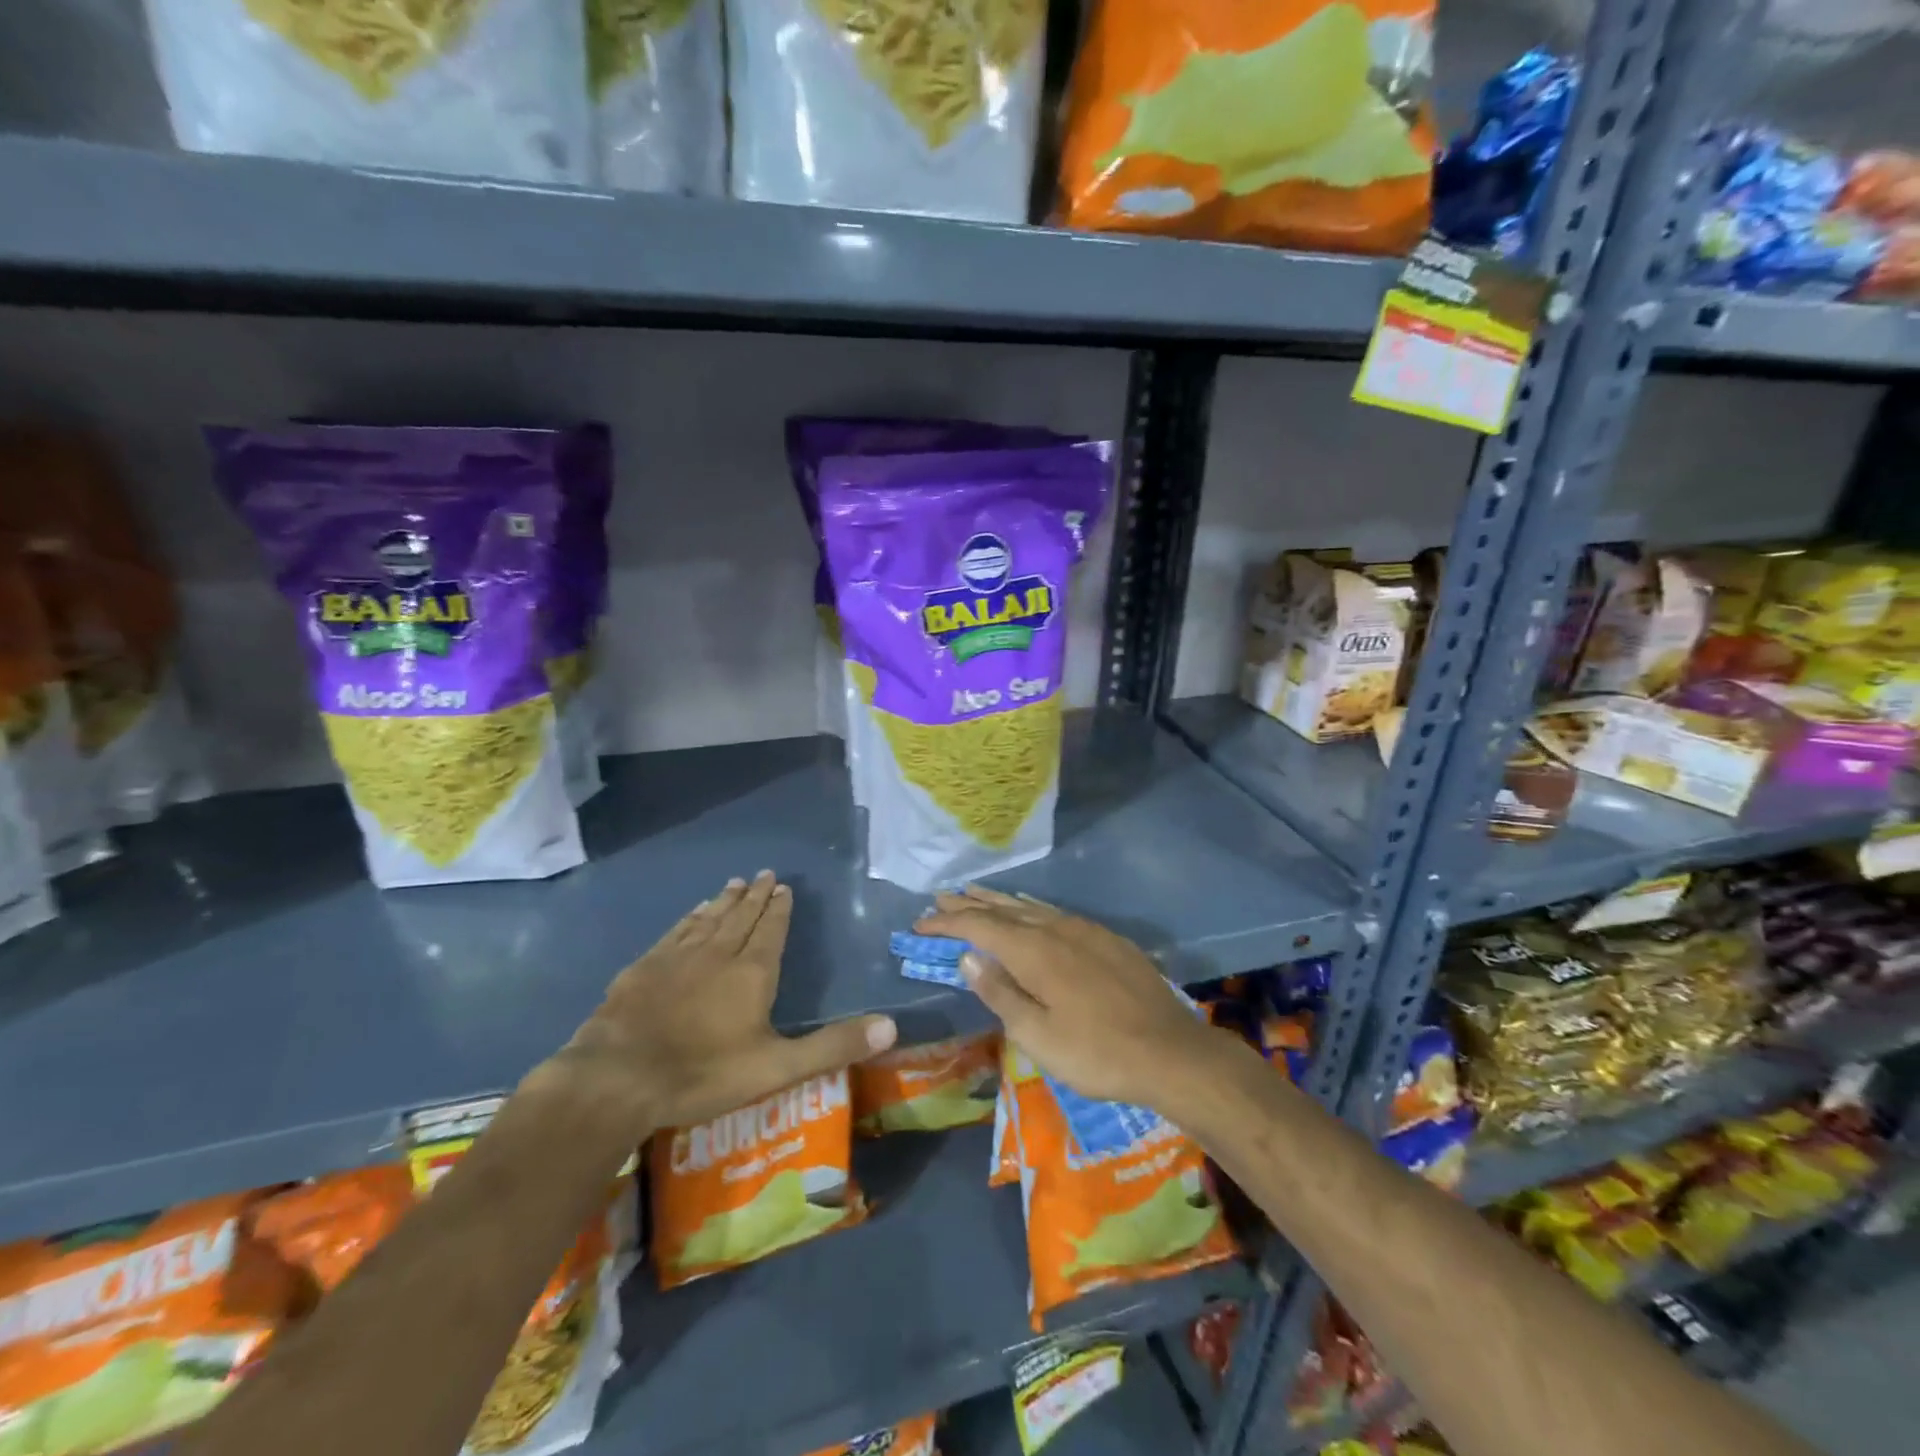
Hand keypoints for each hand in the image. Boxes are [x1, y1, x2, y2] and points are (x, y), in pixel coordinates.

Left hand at [533, 872, 896, 1136]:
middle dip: (757, 896)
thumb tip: (892, 1026)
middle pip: (741, 917)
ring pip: (708, 919)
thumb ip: (833, 1046)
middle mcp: (718, 953)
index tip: (784, 887)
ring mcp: (677, 957)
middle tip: (765, 874)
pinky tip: (692, 913)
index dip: (780, 909)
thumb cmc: (703, 1073)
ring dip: (725, 900)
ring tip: (736, 882)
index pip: (771, 930)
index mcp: (752, 972)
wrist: (617, 1077)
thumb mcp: (777, 1067)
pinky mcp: (645, 968)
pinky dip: (689, 919)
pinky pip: (676, 932)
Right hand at [915, 885, 1222, 1111]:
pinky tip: (1029, 907)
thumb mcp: (1038, 1036)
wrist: (1171, 1051)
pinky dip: (1031, 907)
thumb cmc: (1097, 1052)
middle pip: (1003, 910)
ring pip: (1030, 907)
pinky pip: (1056, 912)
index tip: (920, 924)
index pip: (979, 927)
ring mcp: (1084, 930)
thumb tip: (967, 956)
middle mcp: (1055, 929)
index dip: (947, 923)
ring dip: (998, 901)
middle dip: (969, 904)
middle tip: (941, 898)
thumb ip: (1000, 993)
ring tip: (975, 893)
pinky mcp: (1106, 938)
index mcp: (1034, 951)